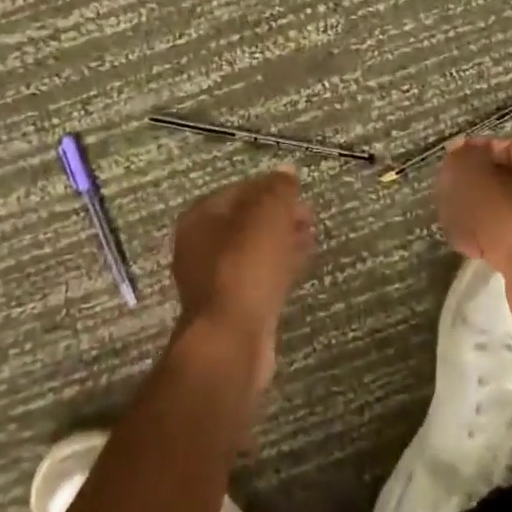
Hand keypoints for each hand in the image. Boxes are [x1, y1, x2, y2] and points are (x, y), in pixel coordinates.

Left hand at [170, 167, 315, 389]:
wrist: (232, 340)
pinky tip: (303, 260)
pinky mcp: (234, 306)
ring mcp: (215, 279)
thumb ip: (278, 189)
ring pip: (254, 249)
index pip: (238, 190)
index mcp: (200, 218)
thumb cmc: (245, 267)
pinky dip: (280, 263)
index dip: (269, 187)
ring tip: (312, 233)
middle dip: (278, 214)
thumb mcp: (267, 215)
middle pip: (246, 220)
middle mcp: (200, 246)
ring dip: (282, 239)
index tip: (298, 190)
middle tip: (309, 213)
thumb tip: (287, 171)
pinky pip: (260, 275)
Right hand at [434, 137, 511, 339]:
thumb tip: (456, 154)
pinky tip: (466, 246)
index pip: (505, 147)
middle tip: (447, 193)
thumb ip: (462, 161)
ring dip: (475, 214)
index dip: (474, 152)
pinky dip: (485, 239)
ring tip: (452, 221)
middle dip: (471, 187)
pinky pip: (506, 239)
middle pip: (503, 181)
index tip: (449, 163)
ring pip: (502, 211)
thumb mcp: (478, 179)